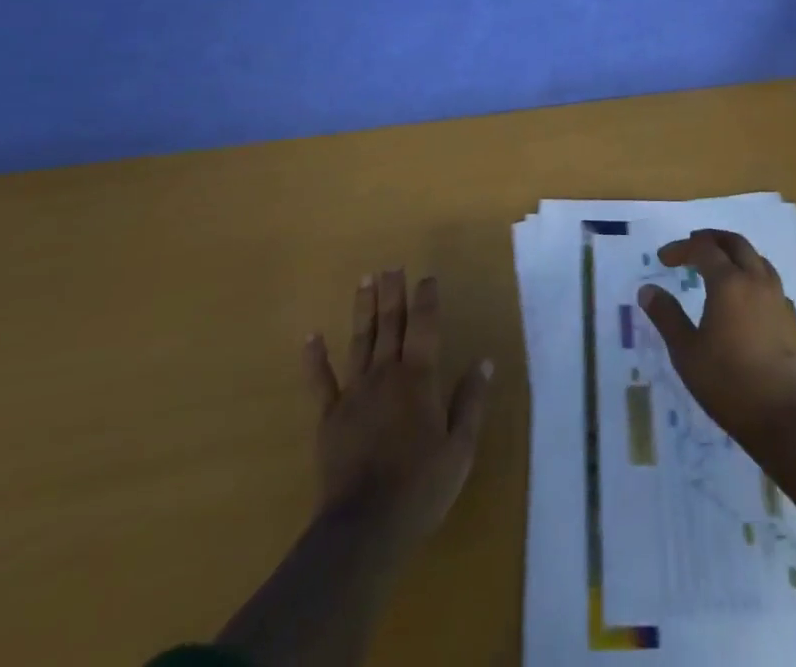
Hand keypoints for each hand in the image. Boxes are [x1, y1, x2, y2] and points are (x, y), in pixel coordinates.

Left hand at [302, 270, 492, 549]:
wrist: (364, 528)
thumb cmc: (420, 487)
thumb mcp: (460, 448)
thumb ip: (470, 401)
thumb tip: (484, 361)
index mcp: (419, 378)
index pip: (425, 326)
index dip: (427, 299)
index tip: (427, 276)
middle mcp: (386, 374)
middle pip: (390, 324)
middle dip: (393, 293)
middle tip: (392, 266)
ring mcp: (354, 393)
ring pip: (360, 341)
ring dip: (363, 309)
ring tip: (365, 280)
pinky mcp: (329, 417)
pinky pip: (321, 381)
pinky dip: (315, 358)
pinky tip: (312, 337)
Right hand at [636, 230, 795, 444]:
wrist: (786, 419)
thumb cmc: (728, 384)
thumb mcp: (686, 353)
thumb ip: (666, 316)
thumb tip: (647, 290)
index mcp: (729, 283)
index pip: (703, 247)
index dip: (681, 248)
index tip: (664, 259)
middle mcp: (756, 281)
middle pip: (735, 243)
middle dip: (711, 239)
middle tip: (692, 247)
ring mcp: (779, 298)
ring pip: (757, 259)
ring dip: (735, 254)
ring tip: (719, 268)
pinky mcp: (792, 319)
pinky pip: (771, 284)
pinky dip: (754, 278)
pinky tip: (747, 300)